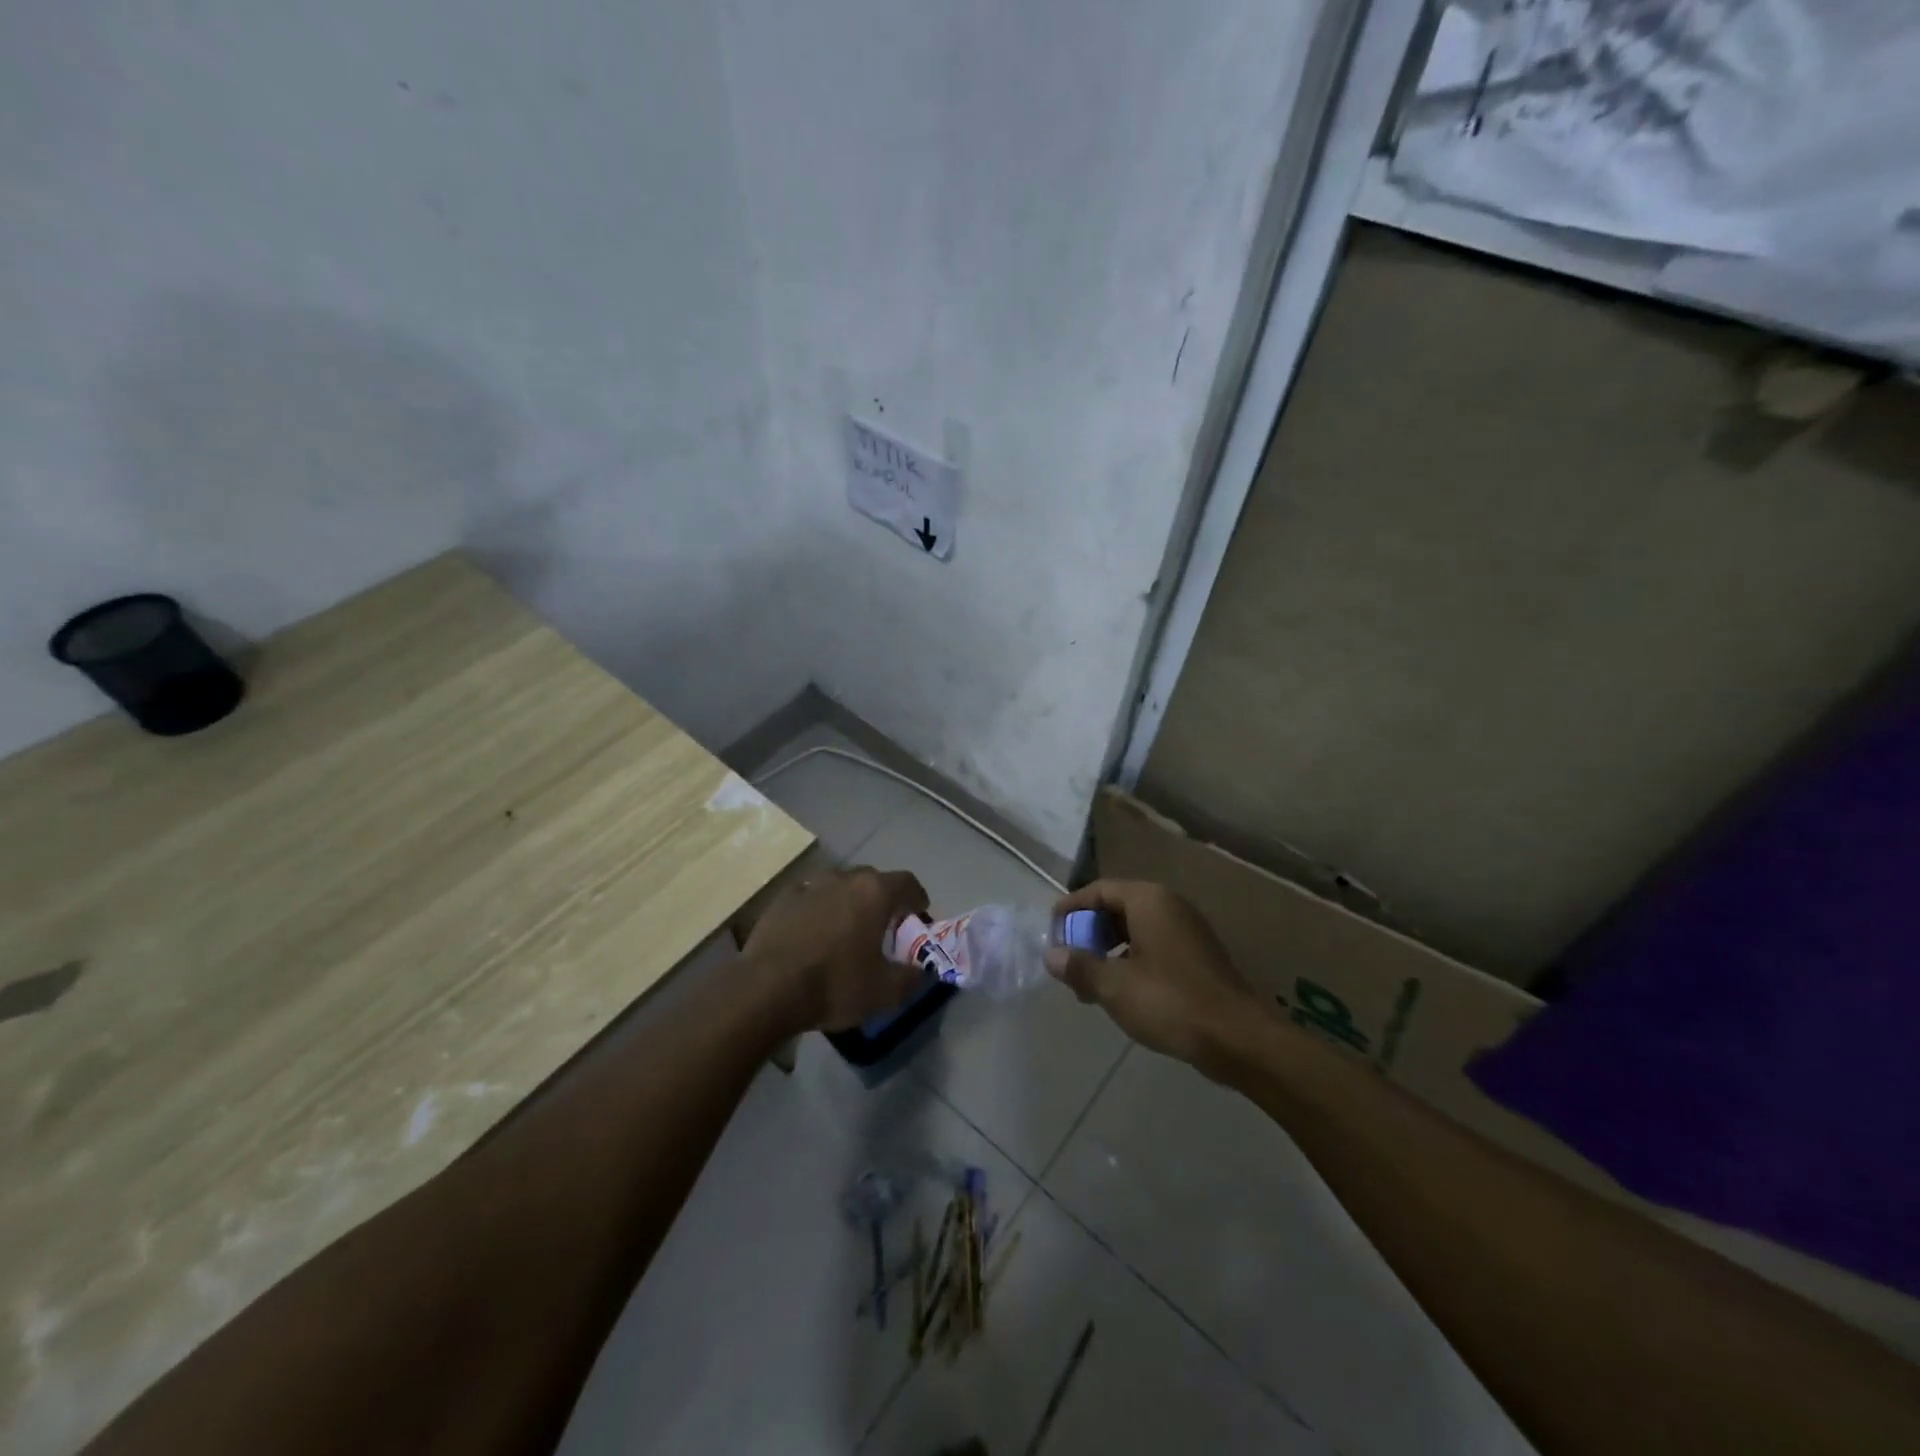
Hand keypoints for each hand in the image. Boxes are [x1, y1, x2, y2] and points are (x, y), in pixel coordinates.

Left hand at [744, 866, 930, 1033]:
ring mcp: (809, 885)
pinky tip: (812, 934)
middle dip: (882, 900)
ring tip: (845, 931)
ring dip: (848, 903)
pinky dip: (817, 910)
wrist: (766, 989)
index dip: (917, 899)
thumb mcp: (885, 992)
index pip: (907, 882)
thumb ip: (912, 978)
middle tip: (883, 928)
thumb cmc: (835, 985)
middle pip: (872, 880)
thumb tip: (922, 972)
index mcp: (875, 892)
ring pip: (839, 887)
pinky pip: (810, 898)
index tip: (918, 917)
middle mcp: (844, 878)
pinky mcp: (782, 899)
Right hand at [1045, 880, 1258, 1066]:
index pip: (1099, 890)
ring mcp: (1187, 930)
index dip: (1070, 909)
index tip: (1051, 934)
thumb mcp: (1114, 986)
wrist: (1239, 1039)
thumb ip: (1079, 966)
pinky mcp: (1198, 956)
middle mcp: (1169, 905)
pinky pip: (1154, 946)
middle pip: (1116, 908)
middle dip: (1088, 934)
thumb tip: (1051, 955)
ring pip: (1135, 930)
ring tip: (1090, 986)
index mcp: (1148, 900)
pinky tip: (1122, 994)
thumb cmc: (1170, 1002)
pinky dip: (1131, 961)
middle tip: (1069, 964)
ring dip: (1108, 952)